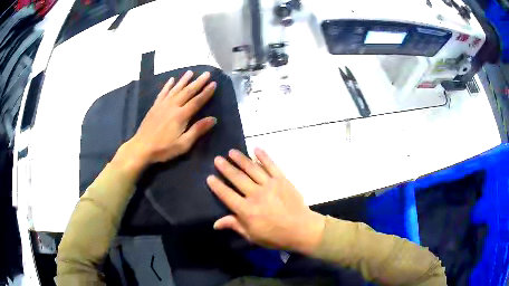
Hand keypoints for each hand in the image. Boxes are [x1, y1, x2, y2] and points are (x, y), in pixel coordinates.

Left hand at [117, 71, 216, 172]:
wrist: (141, 147)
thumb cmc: (163, 148)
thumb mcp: (183, 144)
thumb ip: (197, 130)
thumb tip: (213, 119)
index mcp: (181, 115)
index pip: (197, 101)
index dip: (206, 92)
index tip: (214, 83)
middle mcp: (173, 106)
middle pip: (187, 91)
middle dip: (198, 82)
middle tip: (206, 73)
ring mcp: (162, 105)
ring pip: (175, 89)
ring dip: (184, 80)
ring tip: (191, 72)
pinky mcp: (155, 106)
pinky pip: (163, 92)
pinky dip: (168, 85)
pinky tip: (171, 80)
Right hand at [207, 148, 325, 254]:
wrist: (301, 229)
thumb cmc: (275, 236)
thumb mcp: (252, 235)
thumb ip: (234, 225)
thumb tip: (215, 223)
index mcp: (246, 210)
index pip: (227, 195)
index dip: (217, 186)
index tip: (209, 177)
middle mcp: (255, 194)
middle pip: (237, 178)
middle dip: (226, 168)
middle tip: (217, 159)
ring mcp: (269, 185)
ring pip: (252, 169)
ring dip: (240, 159)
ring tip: (231, 152)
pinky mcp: (282, 180)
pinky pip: (271, 165)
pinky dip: (263, 156)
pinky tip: (256, 149)